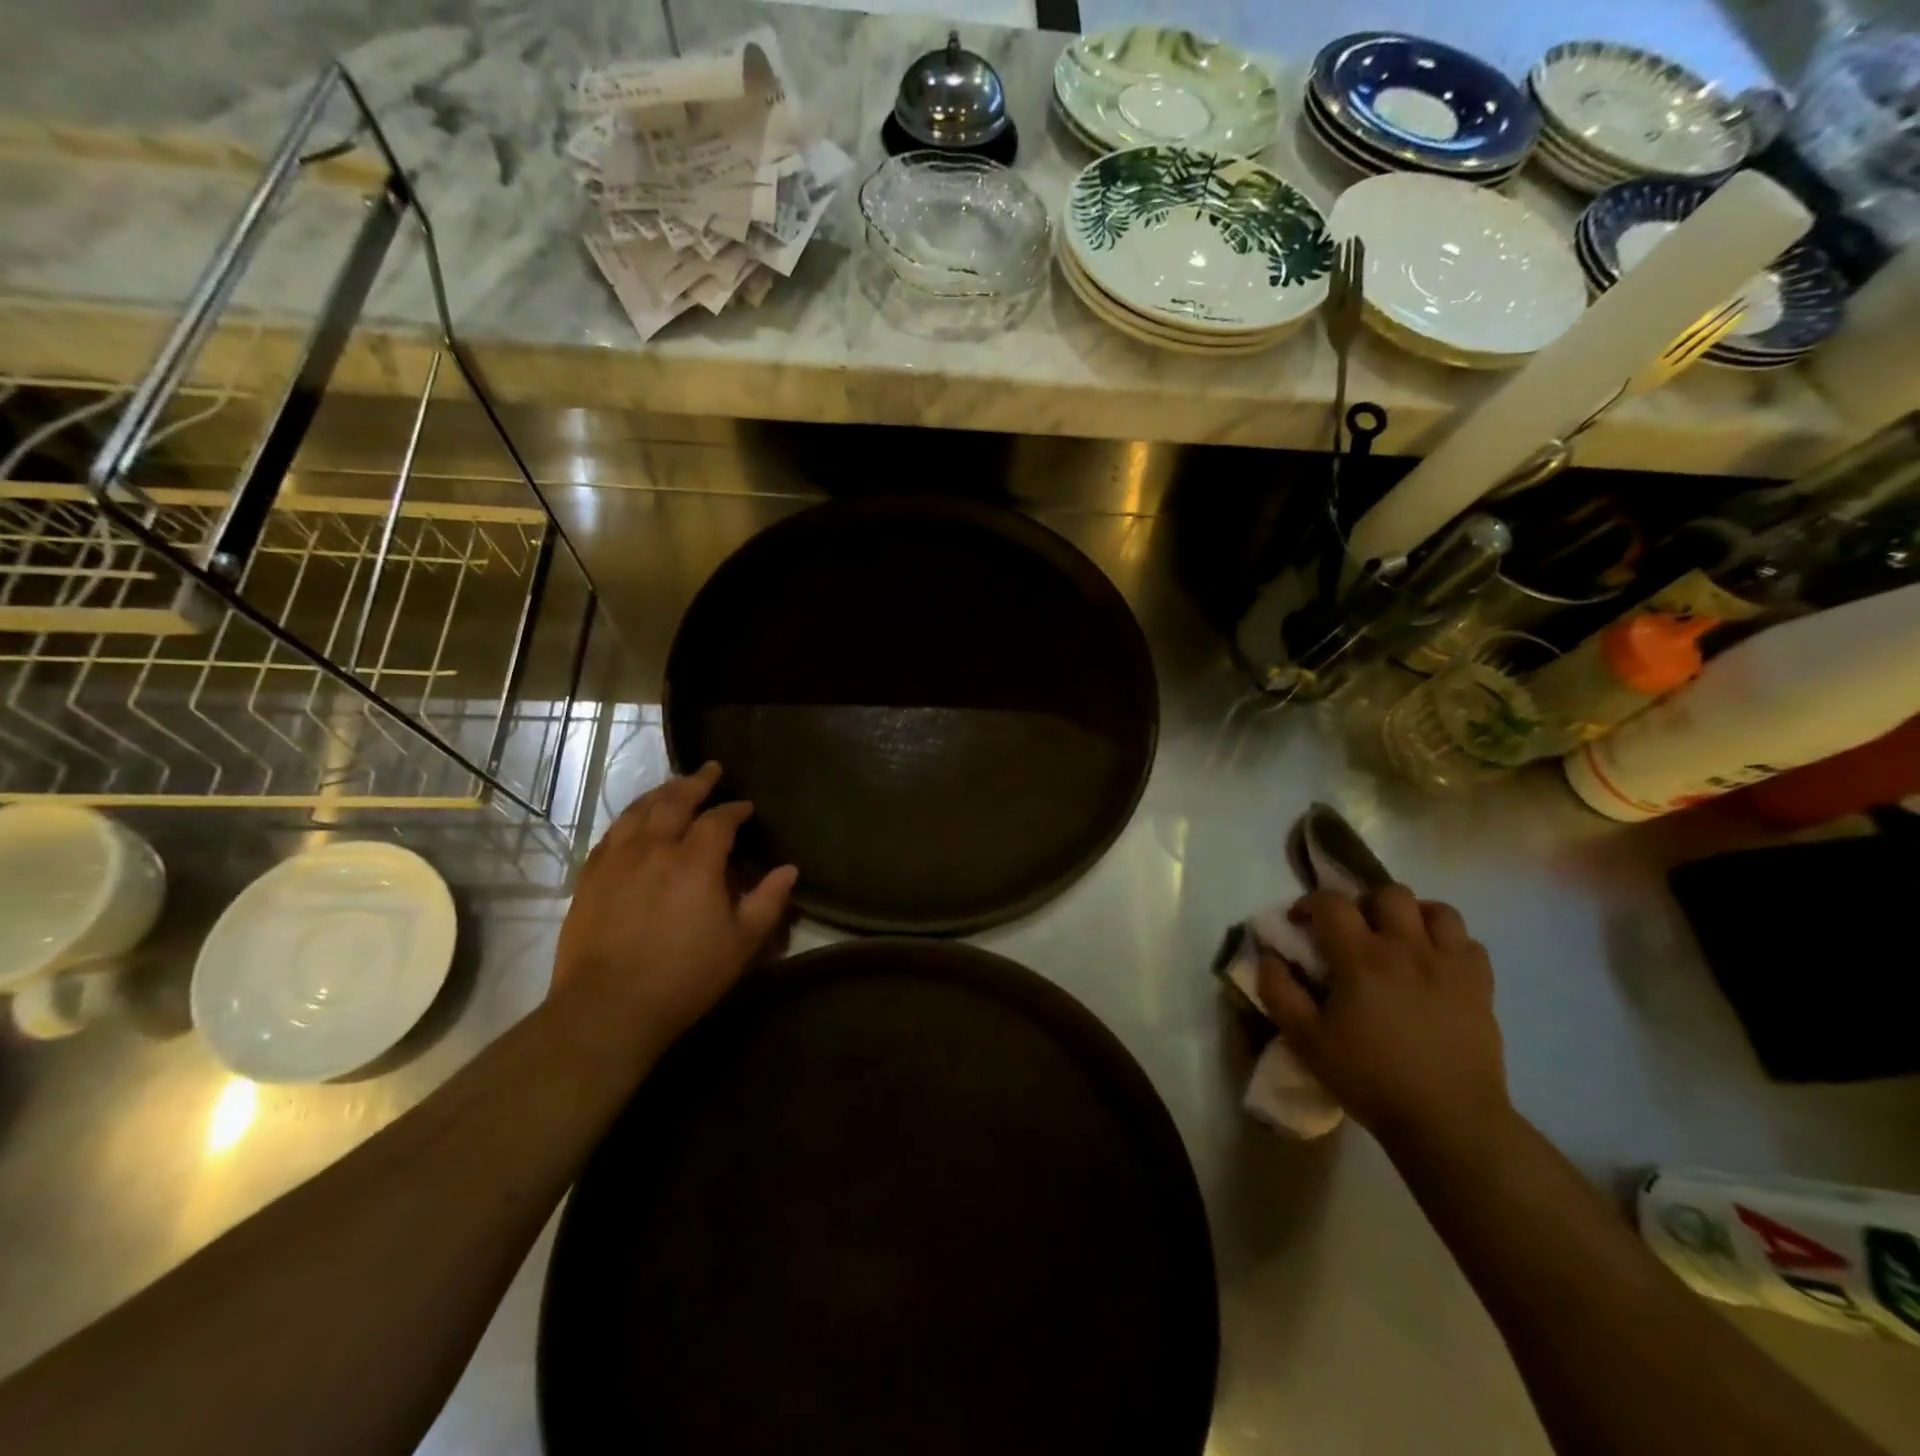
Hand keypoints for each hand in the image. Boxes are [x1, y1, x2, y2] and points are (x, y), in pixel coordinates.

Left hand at [550, 762, 797, 1056]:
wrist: (608, 1008)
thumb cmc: (684, 976)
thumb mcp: (741, 943)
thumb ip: (768, 901)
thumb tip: (789, 870)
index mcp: (695, 860)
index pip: (719, 819)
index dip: (735, 809)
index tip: (746, 807)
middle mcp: (654, 847)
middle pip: (675, 800)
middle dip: (696, 782)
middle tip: (711, 769)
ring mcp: (617, 859)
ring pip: (639, 810)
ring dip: (661, 792)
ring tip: (674, 785)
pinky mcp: (590, 877)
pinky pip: (612, 833)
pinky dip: (630, 818)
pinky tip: (635, 822)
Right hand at [1257, 886, 1508, 1148]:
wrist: (1449, 1121)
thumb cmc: (1369, 1078)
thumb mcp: (1306, 1040)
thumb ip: (1278, 991)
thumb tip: (1269, 956)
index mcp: (1361, 957)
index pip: (1332, 902)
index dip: (1310, 902)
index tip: (1300, 922)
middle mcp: (1406, 948)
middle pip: (1389, 893)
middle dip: (1365, 903)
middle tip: (1355, 931)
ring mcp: (1449, 966)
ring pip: (1437, 910)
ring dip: (1413, 916)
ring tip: (1400, 939)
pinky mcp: (1480, 988)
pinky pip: (1470, 944)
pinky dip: (1450, 945)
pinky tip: (1435, 966)